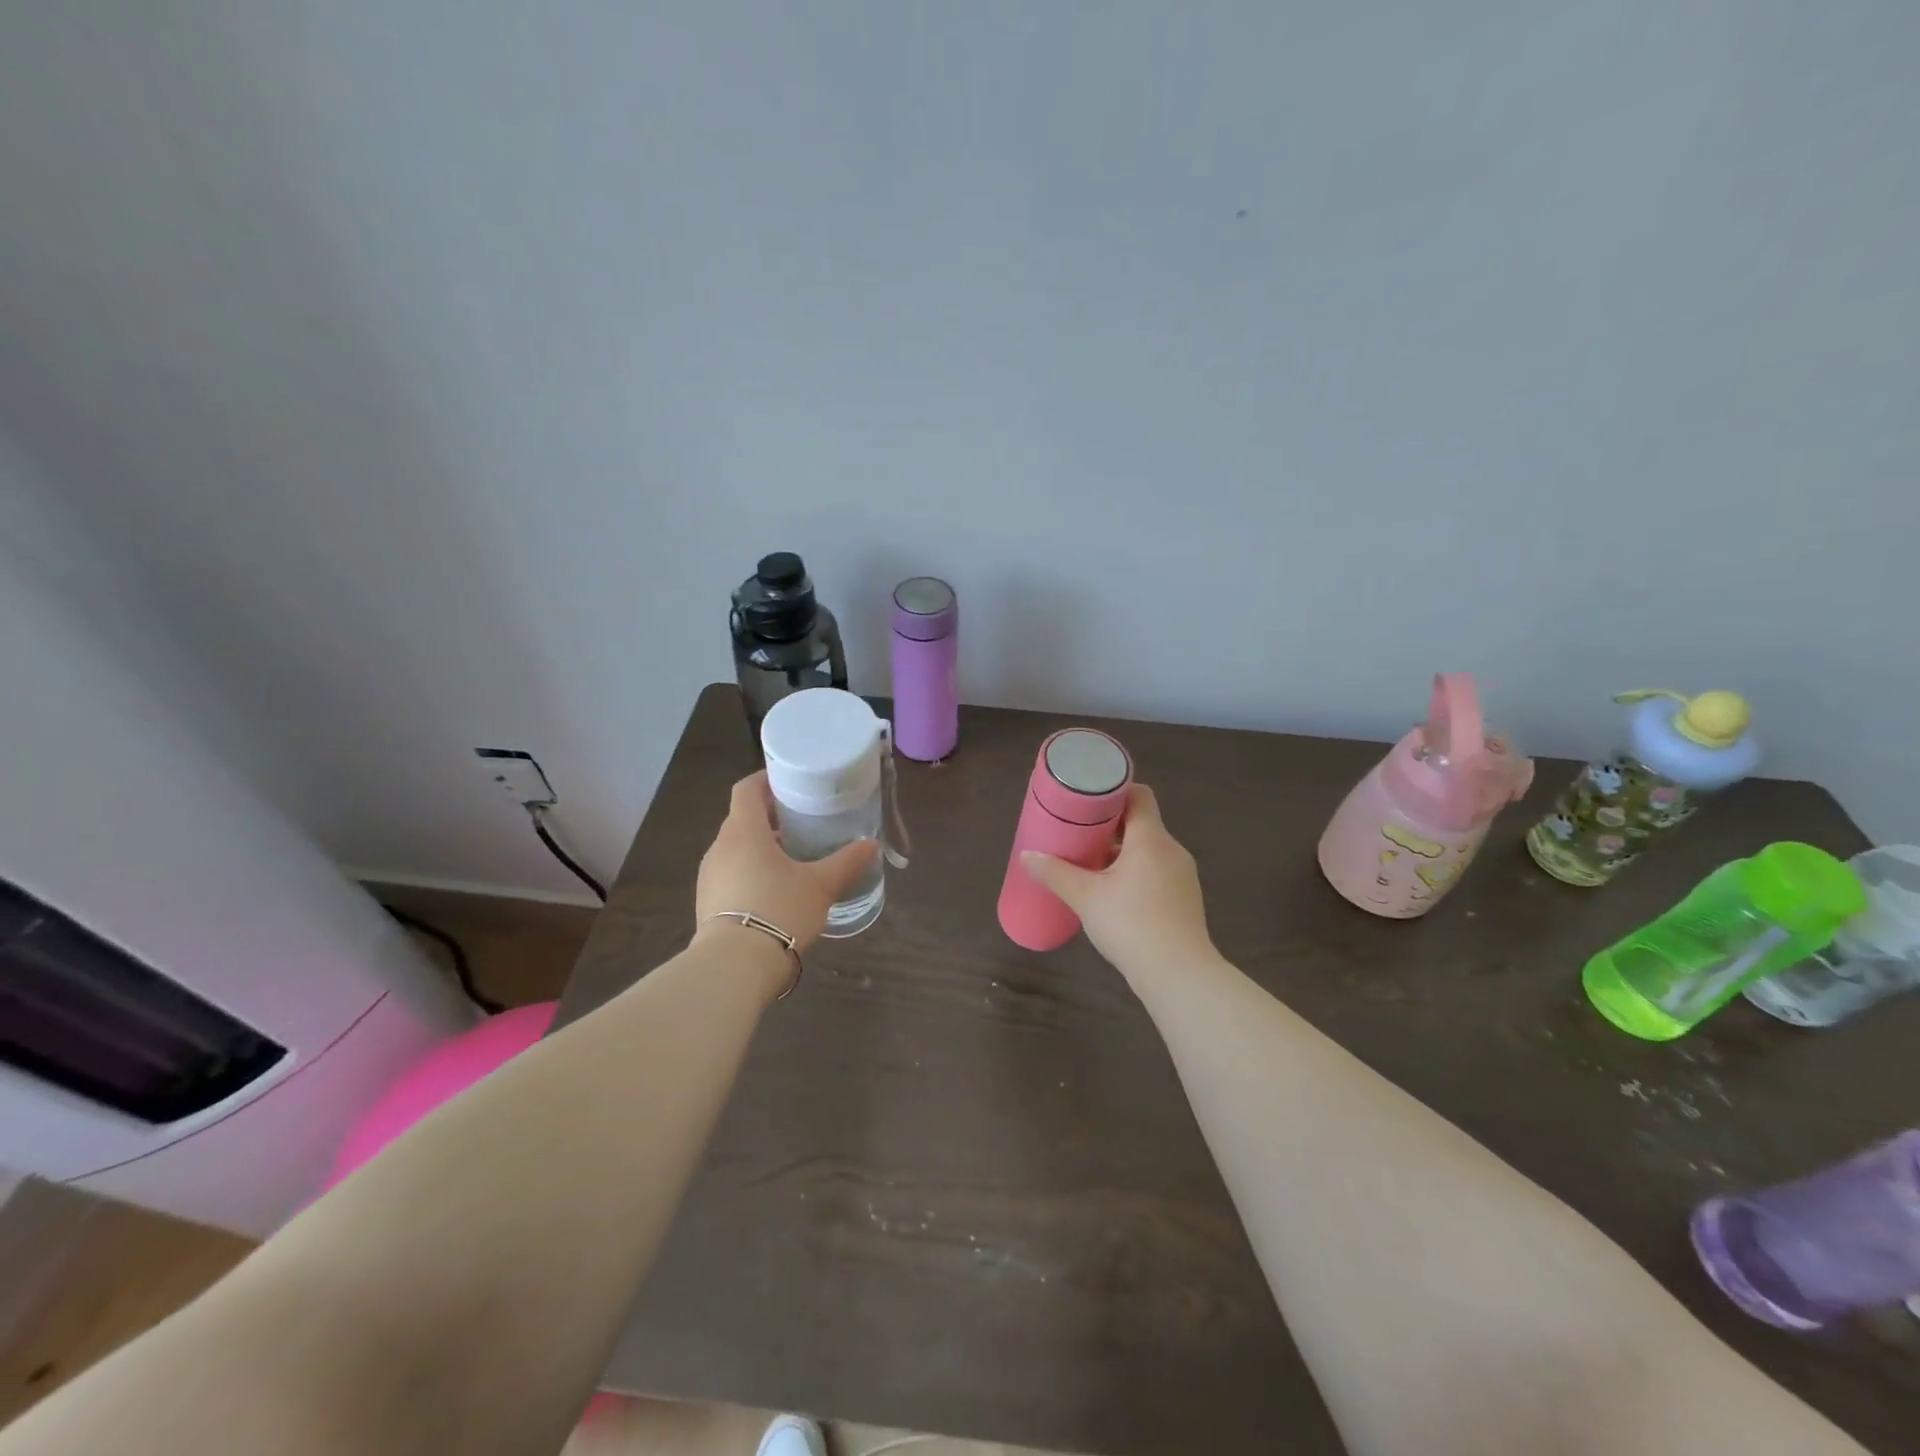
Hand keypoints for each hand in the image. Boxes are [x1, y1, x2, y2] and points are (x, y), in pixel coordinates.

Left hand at [695, 772, 878, 951]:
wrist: (734, 968)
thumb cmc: (779, 910)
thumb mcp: (821, 885)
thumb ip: (847, 862)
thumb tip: (871, 844)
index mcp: (744, 831)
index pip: (746, 789)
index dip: (765, 780)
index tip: (789, 781)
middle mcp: (720, 848)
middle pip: (741, 818)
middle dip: (769, 816)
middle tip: (801, 820)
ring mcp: (709, 877)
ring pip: (735, 848)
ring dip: (760, 846)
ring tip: (792, 856)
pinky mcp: (707, 903)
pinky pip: (730, 874)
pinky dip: (750, 871)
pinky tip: (774, 890)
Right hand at [1020, 783, 1214, 975]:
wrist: (1179, 975)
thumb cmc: (1131, 924)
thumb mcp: (1085, 897)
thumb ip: (1055, 873)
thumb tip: (1027, 855)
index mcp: (1151, 838)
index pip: (1140, 795)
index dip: (1114, 792)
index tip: (1088, 801)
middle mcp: (1172, 850)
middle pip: (1142, 823)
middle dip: (1111, 826)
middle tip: (1080, 833)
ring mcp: (1183, 876)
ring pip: (1150, 850)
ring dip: (1123, 852)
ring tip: (1092, 865)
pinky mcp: (1185, 900)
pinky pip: (1158, 872)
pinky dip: (1137, 872)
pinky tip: (1115, 894)